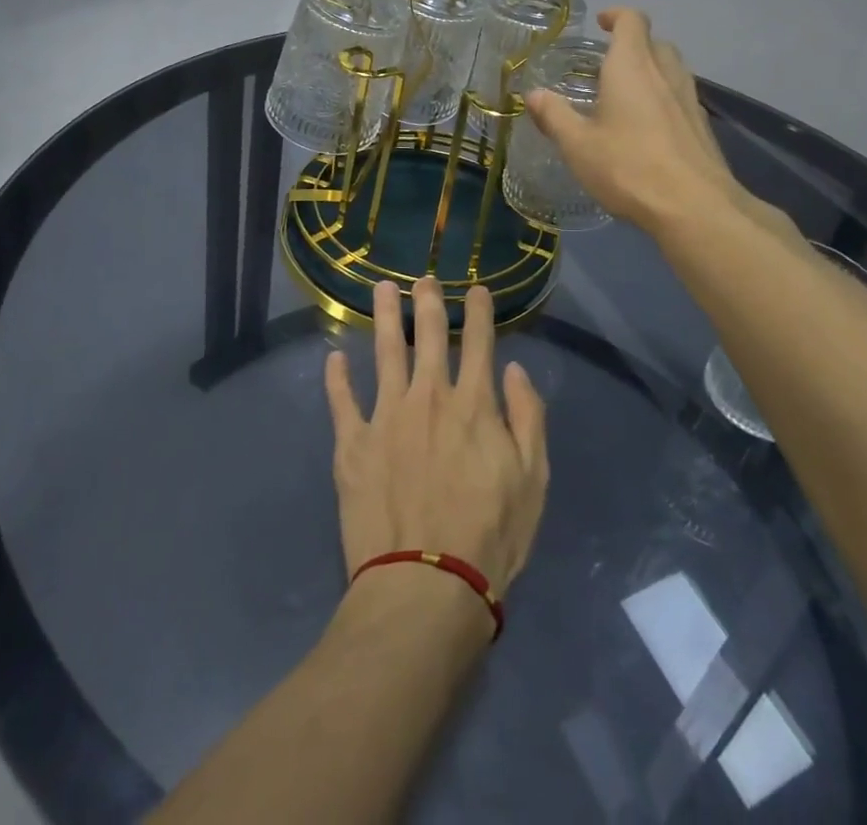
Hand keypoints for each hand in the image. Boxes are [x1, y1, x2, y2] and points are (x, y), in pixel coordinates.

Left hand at [324, 279, 548, 594]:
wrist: (427, 587)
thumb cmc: (490, 537)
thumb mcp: (533, 480)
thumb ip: (528, 418)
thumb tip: (514, 370)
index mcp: (474, 404)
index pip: (479, 342)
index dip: (479, 311)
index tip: (477, 288)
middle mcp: (429, 397)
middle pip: (430, 336)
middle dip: (429, 301)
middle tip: (424, 278)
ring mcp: (386, 416)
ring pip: (385, 352)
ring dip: (385, 317)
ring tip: (382, 288)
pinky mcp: (353, 445)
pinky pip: (342, 401)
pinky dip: (337, 378)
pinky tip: (334, 357)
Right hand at [526, 9, 801, 244]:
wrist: (694, 206)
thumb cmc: (628, 168)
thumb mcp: (578, 145)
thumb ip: (554, 116)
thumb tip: (534, 94)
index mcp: (631, 68)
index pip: (632, 21)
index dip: (617, 16)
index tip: (601, 23)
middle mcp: (665, 74)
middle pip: (655, 42)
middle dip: (633, 44)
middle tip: (609, 63)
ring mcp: (690, 99)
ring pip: (673, 69)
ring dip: (652, 70)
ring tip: (628, 94)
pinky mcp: (702, 126)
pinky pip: (681, 97)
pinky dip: (665, 97)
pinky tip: (650, 127)